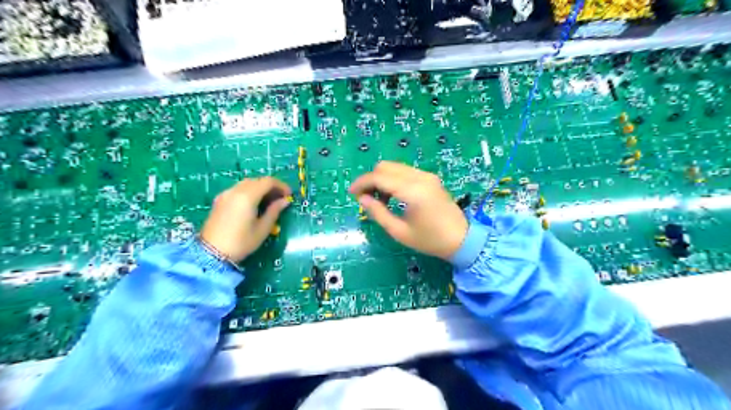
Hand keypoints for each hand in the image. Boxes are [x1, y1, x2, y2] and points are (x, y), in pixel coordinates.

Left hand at [200, 176, 292, 262]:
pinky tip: (254, 204)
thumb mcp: (263, 229)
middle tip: (280, 198)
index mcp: (247, 196)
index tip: (289, 195)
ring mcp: (225, 194)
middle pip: (257, 180)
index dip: (281, 186)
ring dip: (260, 188)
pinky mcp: (219, 200)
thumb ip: (274, 211)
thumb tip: (284, 201)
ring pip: (246, 184)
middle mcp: (235, 191)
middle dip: (271, 186)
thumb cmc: (241, 242)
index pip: (268, 182)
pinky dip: (249, 192)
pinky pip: (238, 189)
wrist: (211, 253)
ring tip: (268, 201)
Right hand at [349, 160, 467, 259]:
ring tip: (379, 200)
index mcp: (412, 191)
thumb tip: (362, 198)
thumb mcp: (399, 231)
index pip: (379, 177)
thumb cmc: (429, 240)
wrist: (461, 239)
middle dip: (370, 179)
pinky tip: (393, 196)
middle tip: (365, 198)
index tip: (351, 194)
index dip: (362, 183)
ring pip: (394, 167)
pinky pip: (405, 172)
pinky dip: (393, 179)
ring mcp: (426, 175)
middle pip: (385, 166)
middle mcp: (419, 177)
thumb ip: (378, 213)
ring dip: (382, 179)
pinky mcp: (430, 178)